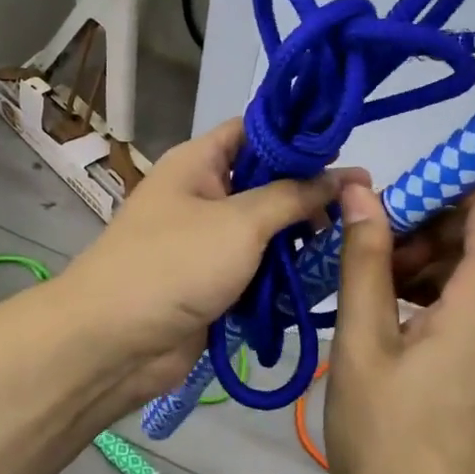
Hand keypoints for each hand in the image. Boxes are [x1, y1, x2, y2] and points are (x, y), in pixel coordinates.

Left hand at [57, 119, 360, 410]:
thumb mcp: (240, 222)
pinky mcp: (214, 281)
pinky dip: (285, 271)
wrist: (113, 344)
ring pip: (266, 228)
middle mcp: (204, 193)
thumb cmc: (174, 265)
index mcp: (199, 162)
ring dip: (300, 236)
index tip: (348, 147)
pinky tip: (324, 274)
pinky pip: (258, 267)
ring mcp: (208, 240)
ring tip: (351, 239)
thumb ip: (295, 196)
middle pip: (266, 181)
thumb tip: (348, 175)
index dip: (298, 135)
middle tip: (361, 202)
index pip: (255, 130)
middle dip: (309, 191)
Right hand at [325, 176, 474, 473]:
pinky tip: (396, 327)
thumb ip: (364, 261)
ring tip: (375, 295)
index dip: (454, 183)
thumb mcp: (362, 346)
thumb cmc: (390, 445)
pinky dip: (444, 294)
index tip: (396, 208)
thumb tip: (360, 192)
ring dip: (432, 261)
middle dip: (430, 225)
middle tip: (372, 259)